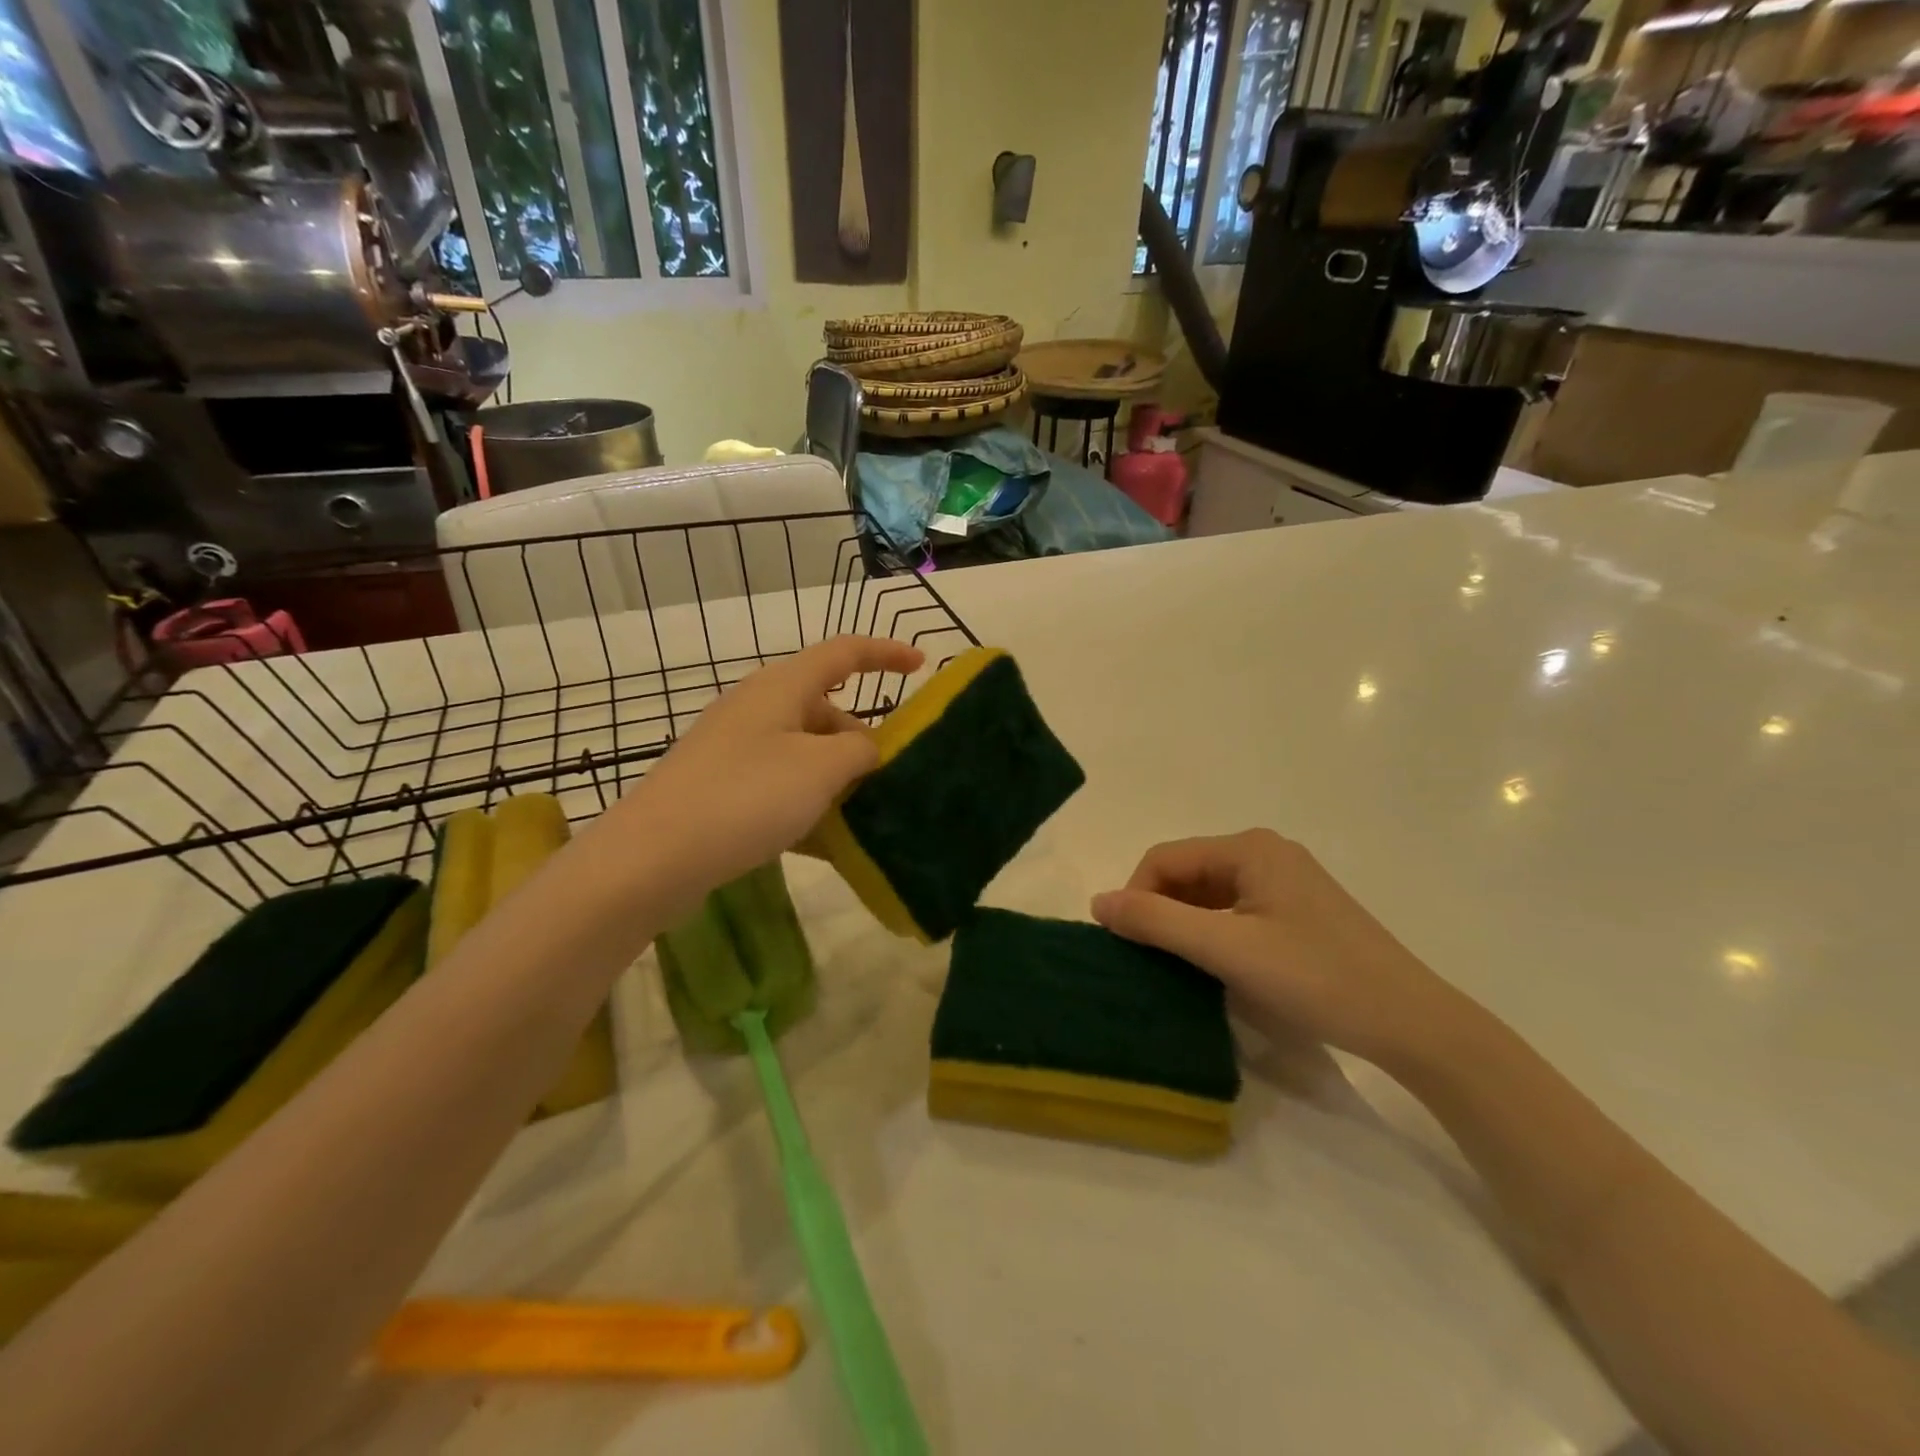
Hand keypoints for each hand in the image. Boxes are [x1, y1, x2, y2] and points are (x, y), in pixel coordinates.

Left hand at [602, 635, 922, 909]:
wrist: (653, 857)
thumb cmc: (746, 797)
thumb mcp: (820, 769)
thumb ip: (858, 749)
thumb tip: (864, 746)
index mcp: (781, 687)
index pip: (843, 653)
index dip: (885, 653)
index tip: (921, 665)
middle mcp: (757, 708)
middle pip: (824, 708)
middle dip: (860, 738)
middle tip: (889, 776)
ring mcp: (735, 748)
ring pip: (803, 750)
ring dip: (836, 776)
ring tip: (862, 815)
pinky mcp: (720, 785)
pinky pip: (779, 782)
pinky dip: (806, 801)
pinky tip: (823, 841)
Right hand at [1091, 829, 1456, 1065]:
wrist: (1412, 1024)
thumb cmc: (1315, 978)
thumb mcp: (1226, 950)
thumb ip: (1157, 922)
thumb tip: (1097, 902)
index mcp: (1249, 848)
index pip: (1165, 859)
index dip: (1136, 897)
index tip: (1128, 946)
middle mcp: (1265, 853)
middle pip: (1187, 873)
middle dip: (1161, 912)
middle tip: (1151, 962)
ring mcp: (1285, 881)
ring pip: (1209, 895)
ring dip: (1186, 926)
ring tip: (1180, 969)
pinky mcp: (1298, 911)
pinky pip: (1235, 911)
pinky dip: (1214, 934)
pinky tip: (1216, 968)